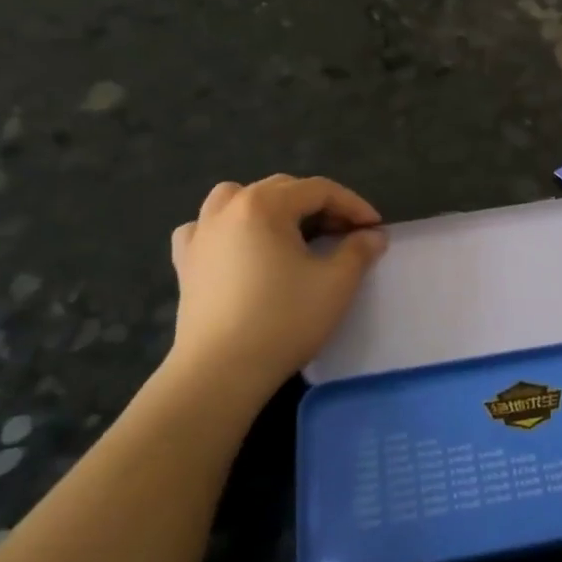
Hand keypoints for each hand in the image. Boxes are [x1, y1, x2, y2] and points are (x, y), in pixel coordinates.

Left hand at [165, 176, 386, 411]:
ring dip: (270, 206)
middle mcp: (228, 208)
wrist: (221, 371)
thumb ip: (359, 250)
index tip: (375, 228)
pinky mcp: (185, 263)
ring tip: (290, 231)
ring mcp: (201, 234)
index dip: (353, 205)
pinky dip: (226, 228)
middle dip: (318, 205)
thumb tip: (373, 235)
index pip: (319, 190)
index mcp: (265, 205)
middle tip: (345, 233)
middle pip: (282, 189)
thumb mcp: (336, 283)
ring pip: (237, 198)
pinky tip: (237, 246)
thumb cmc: (284, 320)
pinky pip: (205, 228)